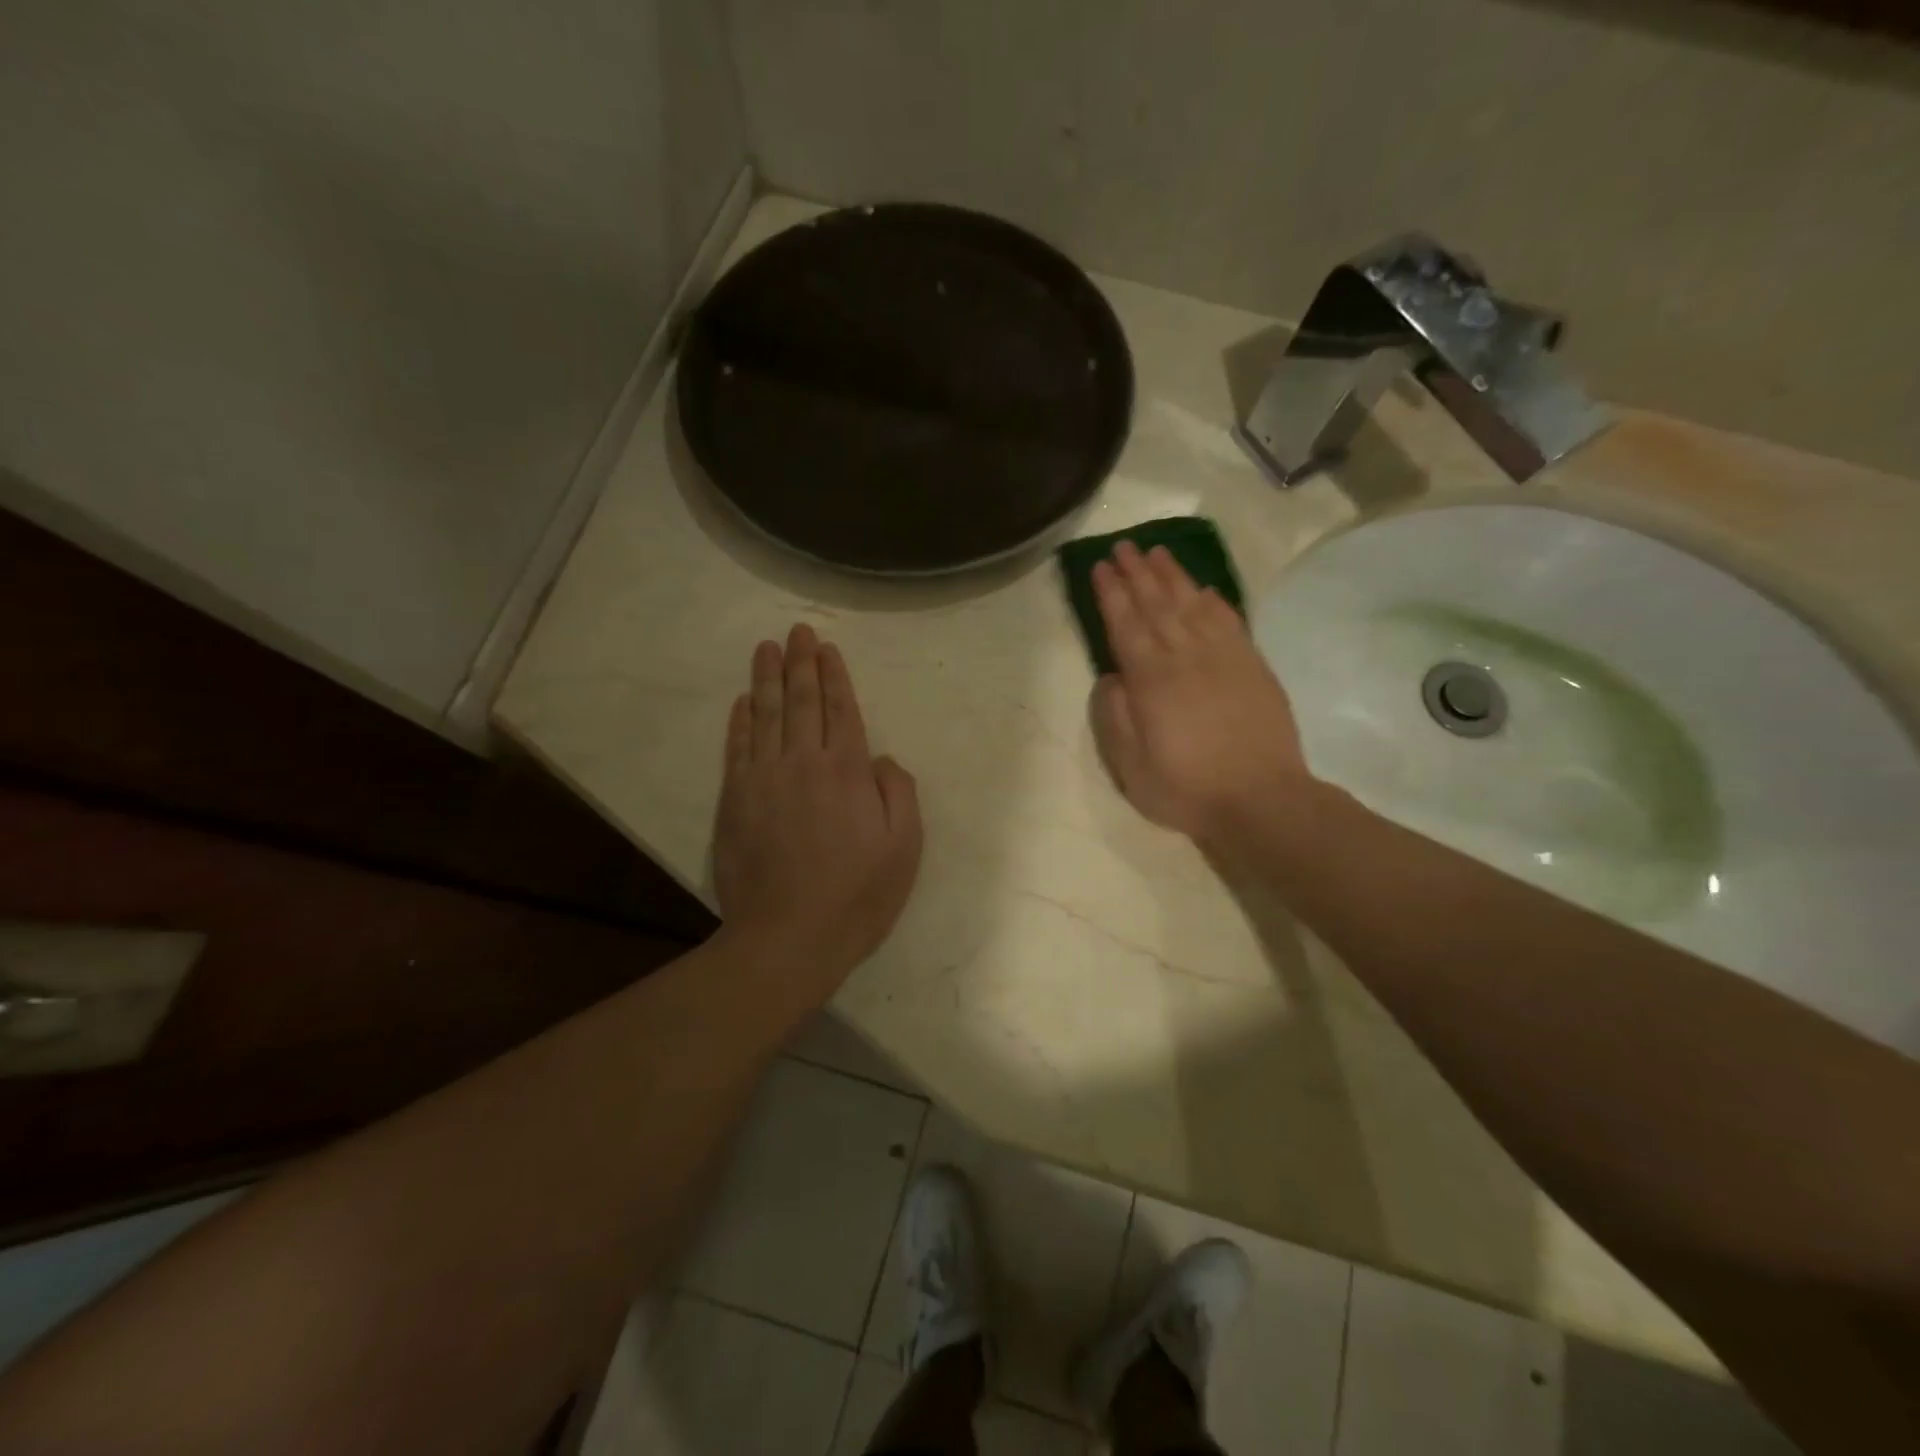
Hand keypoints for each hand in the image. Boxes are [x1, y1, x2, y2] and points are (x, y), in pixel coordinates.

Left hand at [714, 624, 922, 998]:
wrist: (787, 938)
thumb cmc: (857, 896)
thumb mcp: (904, 848)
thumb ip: (899, 793)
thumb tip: (882, 759)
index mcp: (848, 772)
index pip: (842, 710)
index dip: (834, 676)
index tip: (827, 648)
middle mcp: (803, 763)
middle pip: (801, 702)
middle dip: (801, 663)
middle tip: (796, 631)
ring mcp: (763, 780)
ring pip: (766, 716)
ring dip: (766, 679)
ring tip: (766, 649)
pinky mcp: (734, 801)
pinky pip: (737, 748)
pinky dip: (740, 721)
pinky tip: (743, 701)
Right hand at [1091, 541, 1309, 842]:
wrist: (1262, 800)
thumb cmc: (1188, 789)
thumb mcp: (1132, 767)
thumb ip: (1115, 718)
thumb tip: (1111, 677)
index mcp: (1152, 681)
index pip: (1126, 625)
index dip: (1111, 594)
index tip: (1100, 567)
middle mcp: (1186, 657)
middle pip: (1157, 605)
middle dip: (1136, 573)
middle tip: (1123, 546)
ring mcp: (1223, 658)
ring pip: (1192, 604)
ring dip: (1172, 576)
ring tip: (1157, 552)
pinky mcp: (1252, 665)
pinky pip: (1229, 621)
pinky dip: (1213, 600)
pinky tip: (1203, 588)